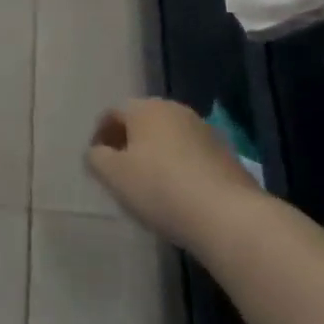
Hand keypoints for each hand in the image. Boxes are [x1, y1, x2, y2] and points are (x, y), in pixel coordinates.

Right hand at [87, 99, 261, 251]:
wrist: (227, 215)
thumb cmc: (161, 188)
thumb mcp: (115, 176)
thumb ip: (97, 159)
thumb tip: (96, 152)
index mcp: (145, 107)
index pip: (113, 113)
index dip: (100, 135)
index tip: (96, 161)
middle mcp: (174, 109)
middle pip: (142, 122)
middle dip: (129, 143)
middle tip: (120, 172)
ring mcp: (203, 130)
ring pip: (168, 138)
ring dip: (156, 155)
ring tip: (150, 186)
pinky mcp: (225, 154)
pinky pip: (191, 155)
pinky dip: (179, 168)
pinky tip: (179, 194)